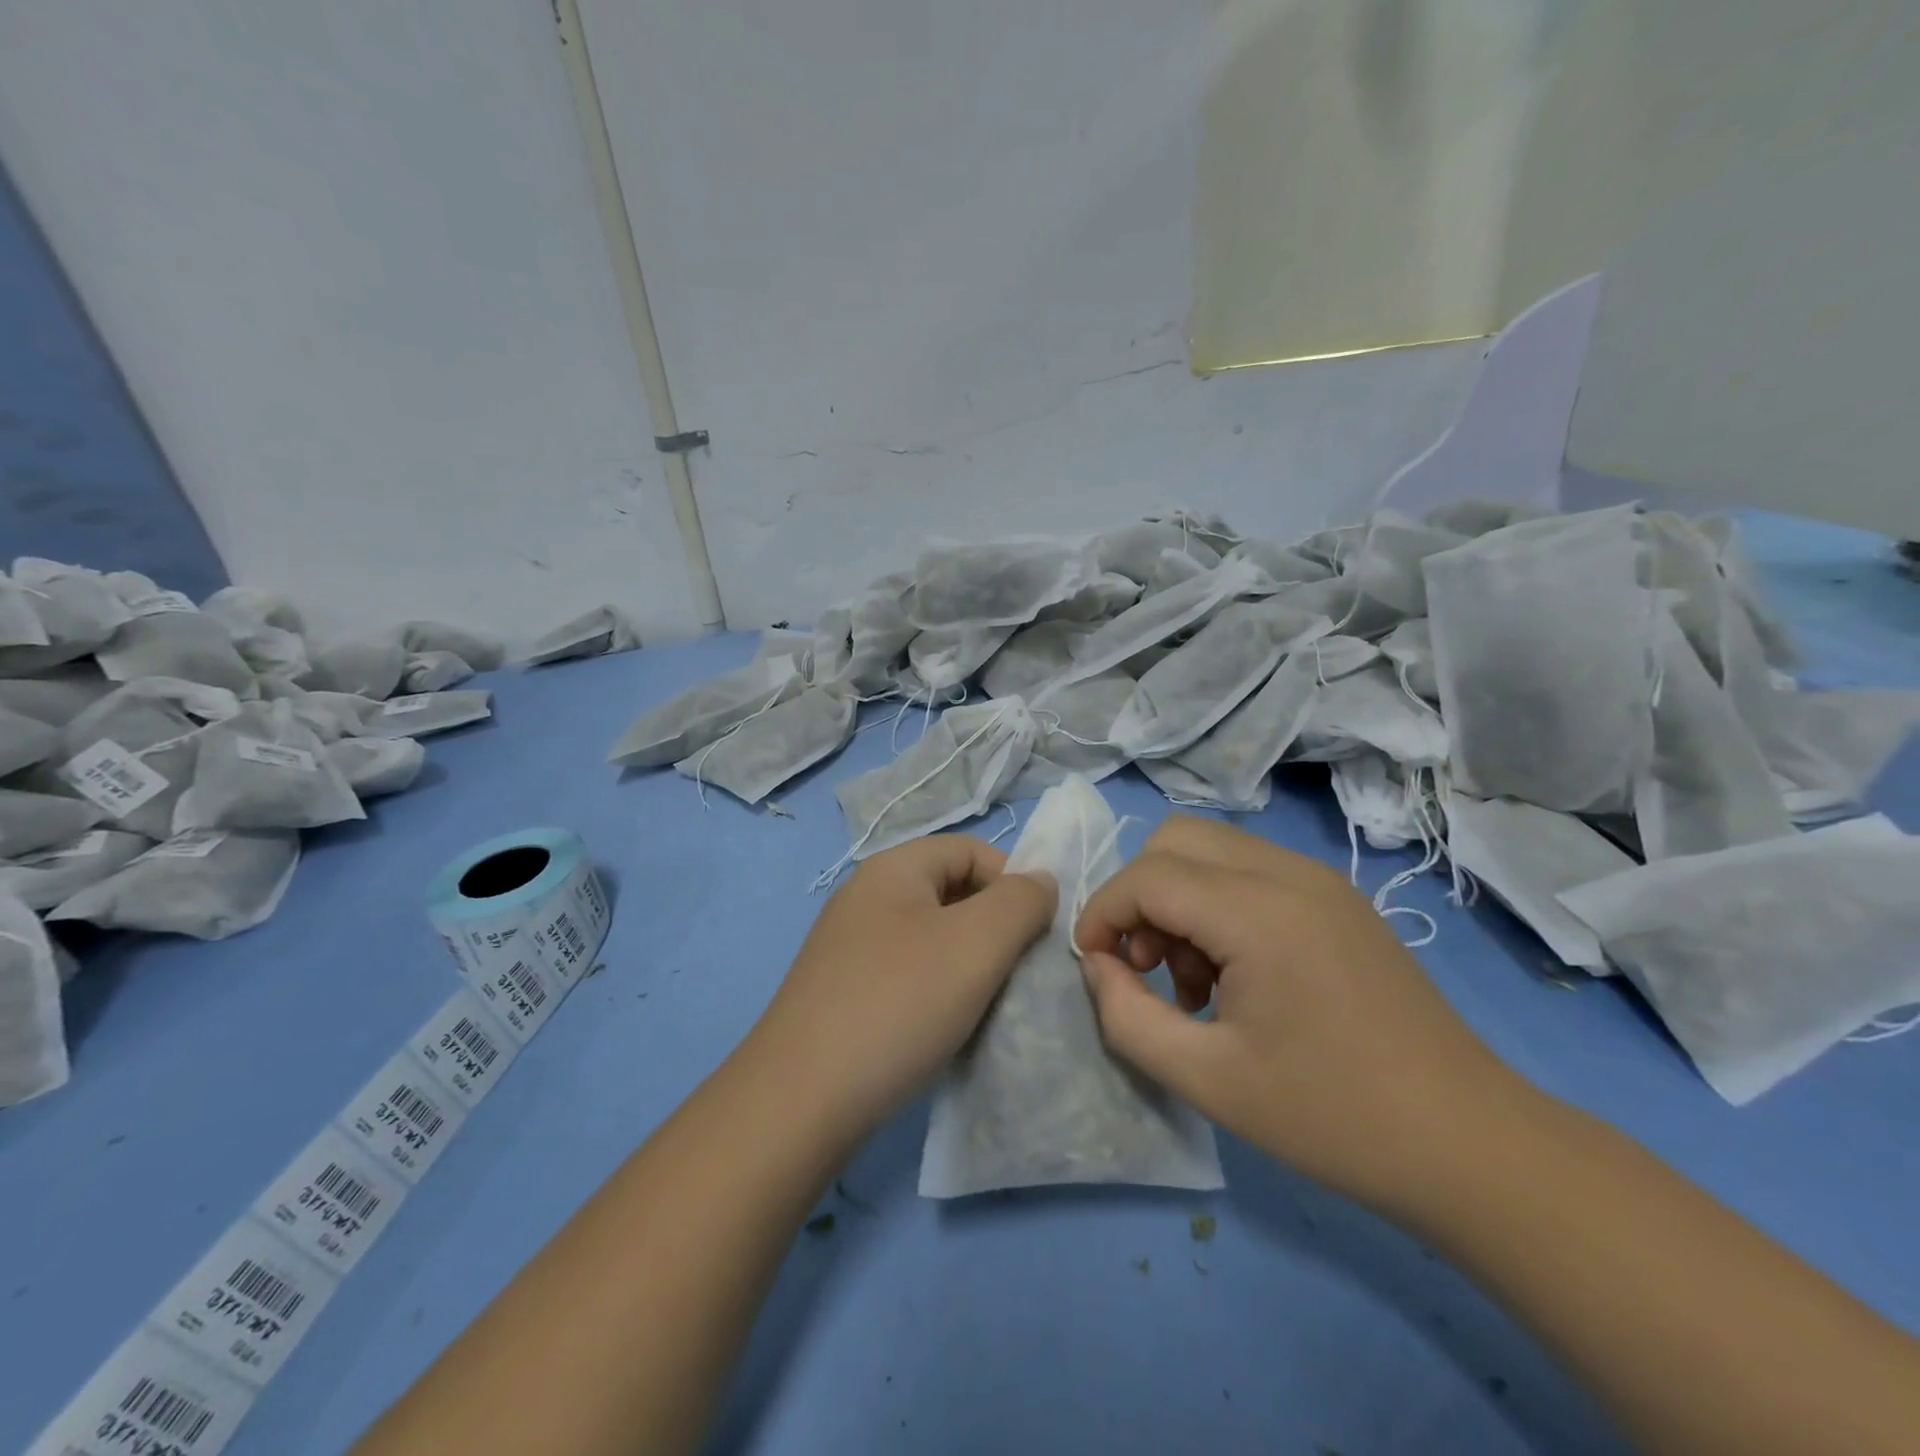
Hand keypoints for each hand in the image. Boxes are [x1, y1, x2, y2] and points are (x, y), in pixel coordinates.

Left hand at [749, 835, 1055, 1141]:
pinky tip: (944, 1026)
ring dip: (967, 963)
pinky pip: (907, 972)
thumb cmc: (898, 1004)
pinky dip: (936, 990)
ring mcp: (849, 945)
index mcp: (893, 869)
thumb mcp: (976, 943)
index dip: (1013, 882)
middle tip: (1014, 973)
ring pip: (931, 936)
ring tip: (985, 1004)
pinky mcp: (842, 991)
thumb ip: (1020, 902)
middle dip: (993, 926)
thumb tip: (1040, 881)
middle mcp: (866, 896)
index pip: (972, 850)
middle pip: (951, 891)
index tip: (1035, 935)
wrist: (801, 1099)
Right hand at [1073, 816, 1524, 1213]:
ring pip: (1211, 850)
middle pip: (1175, 840)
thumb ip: (1126, 1017)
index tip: (1093, 966)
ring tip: (1192, 979)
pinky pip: (1250, 871)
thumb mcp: (1206, 1080)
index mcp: (1260, 913)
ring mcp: (1320, 880)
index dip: (1102, 912)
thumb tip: (1099, 966)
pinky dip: (1217, 904)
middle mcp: (1289, 874)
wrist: (1470, 1144)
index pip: (1147, 876)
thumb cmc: (1332, 1118)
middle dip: (1139, 895)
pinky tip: (1235, 974)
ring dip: (1178, 899)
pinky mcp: (1337, 899)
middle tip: (1145, 965)